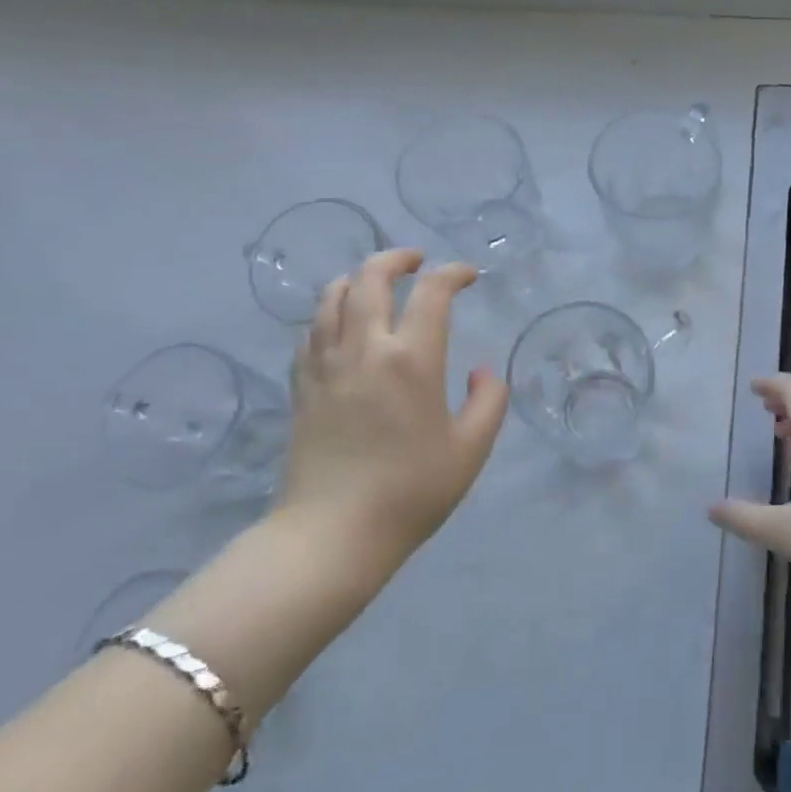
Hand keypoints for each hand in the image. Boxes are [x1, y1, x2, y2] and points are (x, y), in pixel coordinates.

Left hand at [276, 249, 507, 574]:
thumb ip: (488, 401)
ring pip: (332, 296)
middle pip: (370, 278)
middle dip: (396, 258)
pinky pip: (311, 331)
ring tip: (375, 284)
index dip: (453, 274)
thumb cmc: (412, 491)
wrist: (333, 533)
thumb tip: (480, 371)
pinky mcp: (302, 386)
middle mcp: (365, 348)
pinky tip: (341, 325)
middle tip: (416, 260)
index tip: (468, 276)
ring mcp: (326, 365)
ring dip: (357, 278)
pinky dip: (329, 312)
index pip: (432, 293)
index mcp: (412, 360)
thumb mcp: (471, 450)